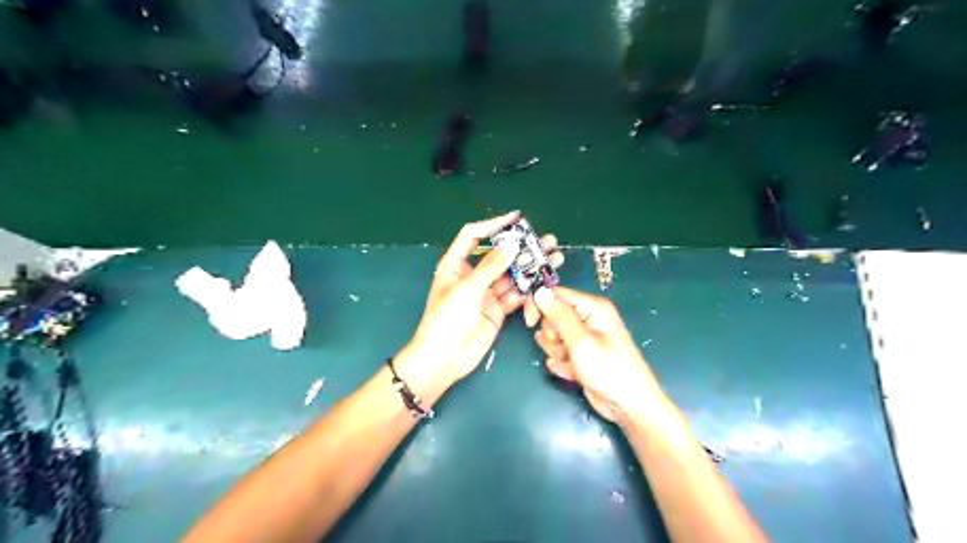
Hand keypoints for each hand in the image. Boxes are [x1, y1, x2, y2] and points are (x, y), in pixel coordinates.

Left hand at [402, 211, 567, 388]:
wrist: (445, 358)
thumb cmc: (446, 319)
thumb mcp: (467, 289)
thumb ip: (490, 266)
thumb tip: (511, 244)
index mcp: (455, 264)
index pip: (473, 235)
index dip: (493, 224)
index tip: (516, 218)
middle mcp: (472, 275)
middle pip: (499, 255)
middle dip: (521, 247)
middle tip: (546, 240)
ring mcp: (486, 293)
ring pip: (511, 275)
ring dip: (530, 267)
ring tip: (553, 257)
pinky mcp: (498, 309)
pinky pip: (515, 295)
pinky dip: (529, 290)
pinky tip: (544, 282)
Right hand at [532, 286, 661, 426]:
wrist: (629, 406)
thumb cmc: (608, 370)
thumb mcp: (580, 341)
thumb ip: (559, 315)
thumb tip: (539, 290)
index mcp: (592, 307)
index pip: (555, 294)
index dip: (539, 305)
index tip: (530, 323)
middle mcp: (589, 318)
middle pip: (552, 316)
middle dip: (552, 335)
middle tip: (565, 348)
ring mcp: (585, 337)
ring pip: (554, 336)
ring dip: (556, 351)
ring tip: (572, 362)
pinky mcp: (581, 354)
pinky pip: (560, 352)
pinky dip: (563, 362)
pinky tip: (574, 373)